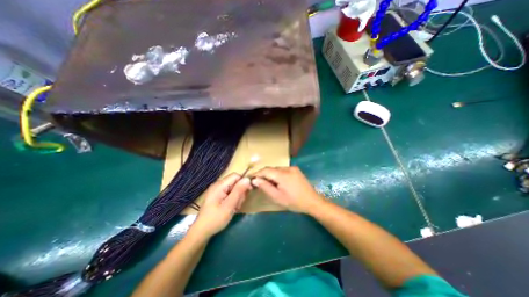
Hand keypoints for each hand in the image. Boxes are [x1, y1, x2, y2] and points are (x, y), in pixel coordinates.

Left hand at [191, 174, 250, 238]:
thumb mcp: (229, 205)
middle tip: (238, 204)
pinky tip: (231, 208)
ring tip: (234, 208)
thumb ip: (239, 191)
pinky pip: (229, 193)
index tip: (248, 191)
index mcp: (219, 185)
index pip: (235, 176)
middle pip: (235, 182)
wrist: (201, 232)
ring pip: (233, 188)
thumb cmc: (215, 219)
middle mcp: (218, 185)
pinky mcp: (217, 195)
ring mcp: (217, 190)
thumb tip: (247, 179)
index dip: (243, 182)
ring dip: (237, 197)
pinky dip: (233, 199)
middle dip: (240, 192)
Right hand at [250, 167, 324, 212]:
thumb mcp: (277, 197)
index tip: (251, 179)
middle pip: (271, 169)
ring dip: (271, 174)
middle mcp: (288, 168)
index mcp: (283, 175)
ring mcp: (293, 168)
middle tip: (259, 183)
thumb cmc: (294, 202)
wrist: (313, 202)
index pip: (266, 170)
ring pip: (277, 169)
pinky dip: (277, 174)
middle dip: (264, 174)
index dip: (257, 173)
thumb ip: (265, 187)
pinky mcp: (296, 170)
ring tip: (268, 184)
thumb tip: (255, 179)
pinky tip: (278, 182)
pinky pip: (283, 170)